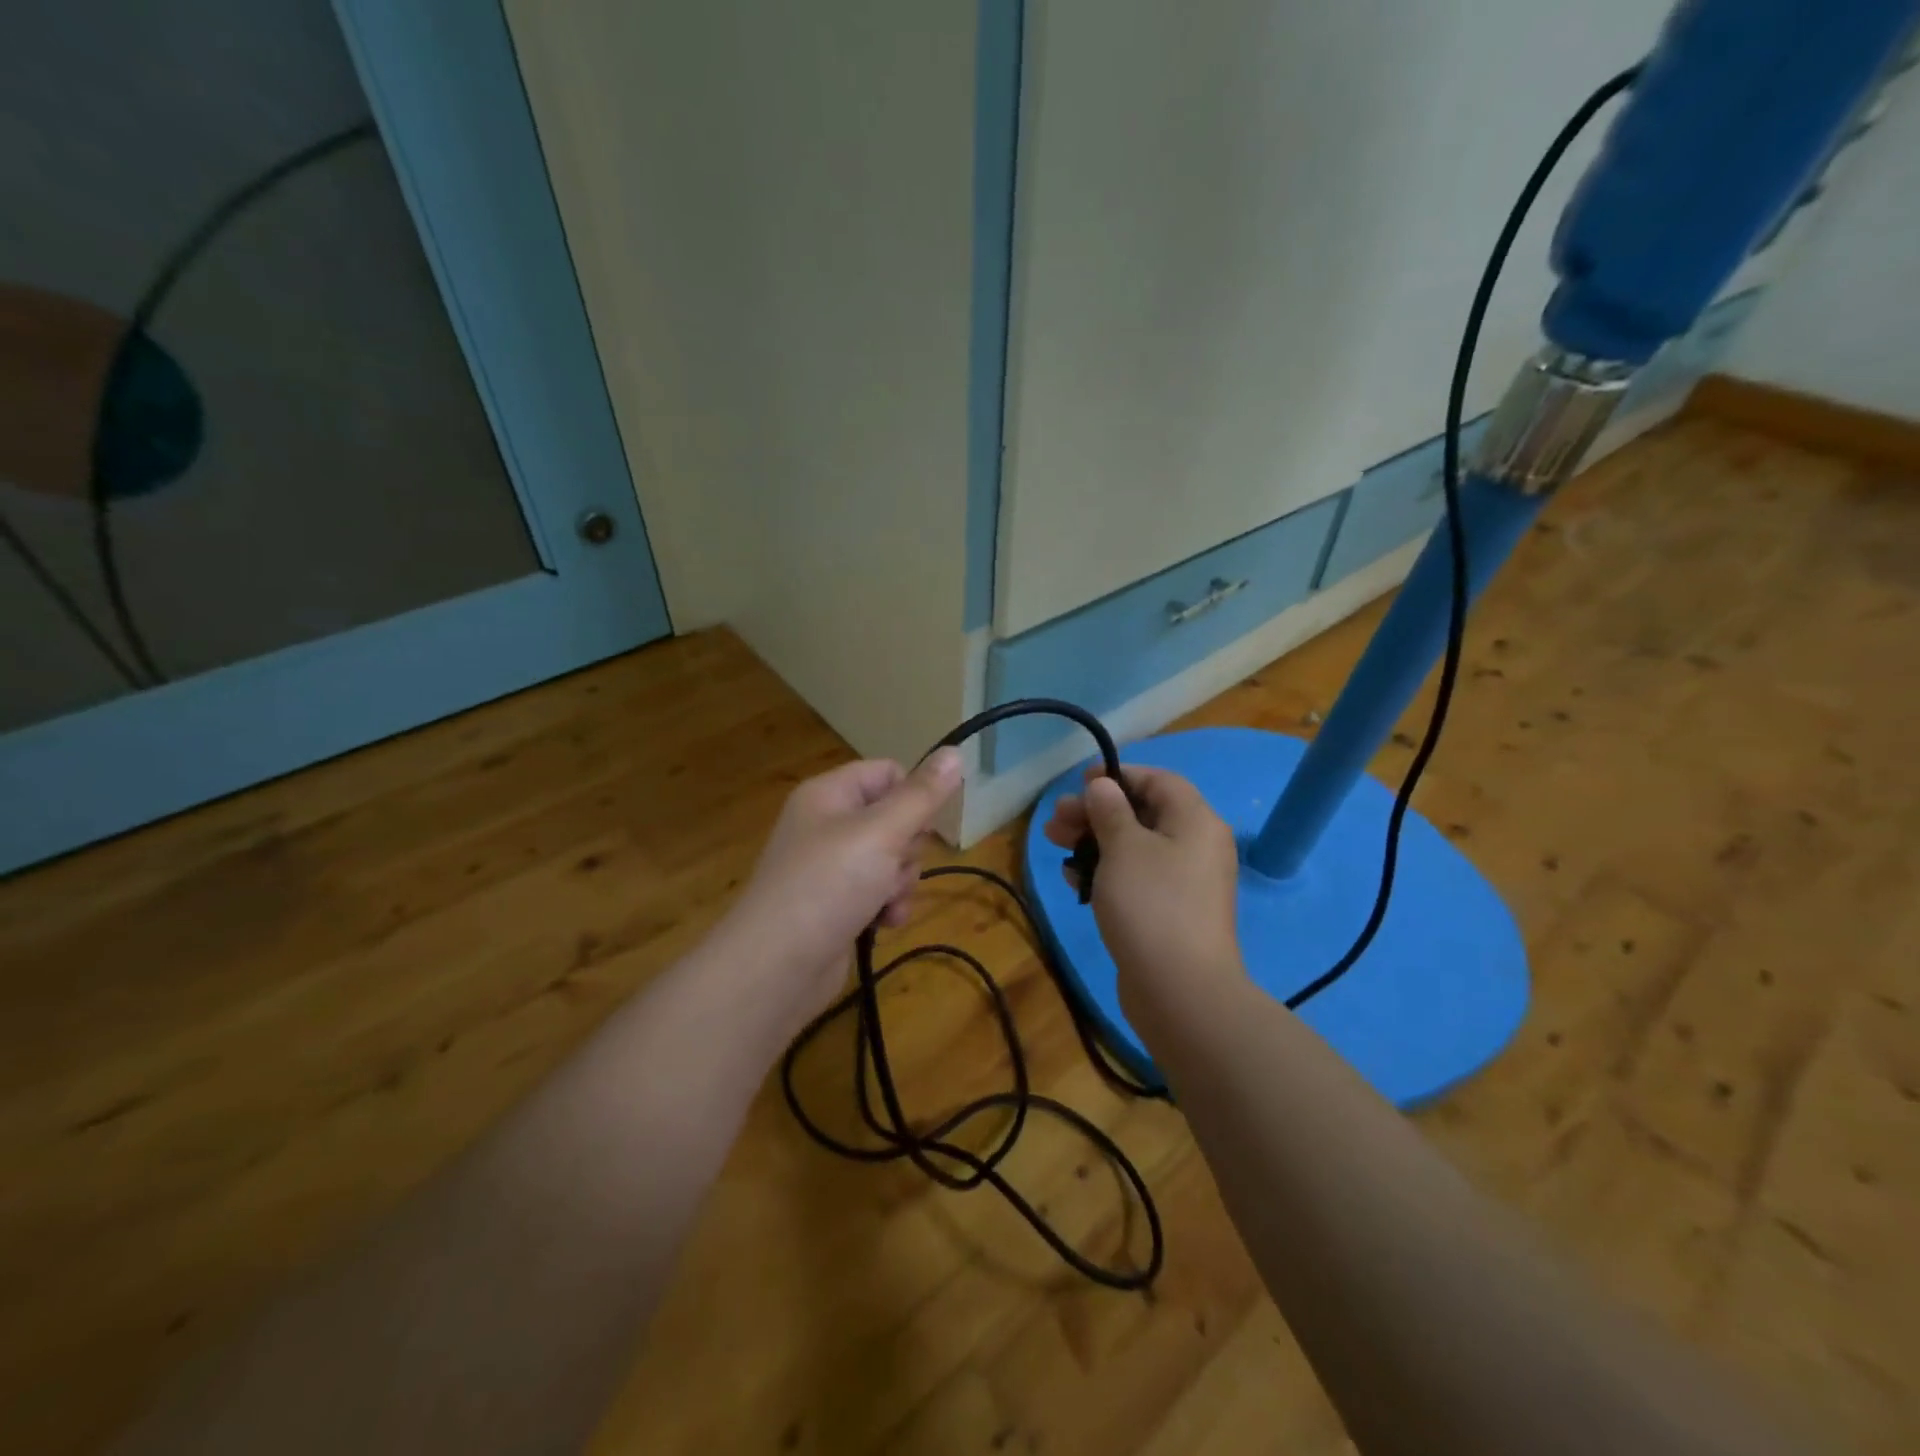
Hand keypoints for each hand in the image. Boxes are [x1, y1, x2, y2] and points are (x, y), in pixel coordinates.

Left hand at [724, 749, 962, 1033]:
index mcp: (829, 794)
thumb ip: (921, 796)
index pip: (888, 772)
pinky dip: (887, 906)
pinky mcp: (836, 904)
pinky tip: (883, 924)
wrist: (776, 968)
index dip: (913, 795)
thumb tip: (954, 751)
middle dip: (907, 849)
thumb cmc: (828, 885)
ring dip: (900, 882)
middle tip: (894, 868)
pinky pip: (878, 891)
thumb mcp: (881, 833)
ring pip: (891, 859)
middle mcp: (827, 824)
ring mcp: (831, 867)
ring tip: (885, 903)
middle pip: (895, 818)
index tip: (922, 825)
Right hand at [1043, 764, 1244, 1018]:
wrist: (1180, 991)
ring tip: (1054, 843)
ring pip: (1134, 847)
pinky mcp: (1169, 912)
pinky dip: (1105, 872)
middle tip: (1056, 820)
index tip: (1080, 785)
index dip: (1118, 776)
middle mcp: (1196, 846)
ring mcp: (1184, 882)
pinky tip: (1073, 878)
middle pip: (1142, 813)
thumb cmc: (1151, 904)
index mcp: (1195, 821)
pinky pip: (1135, 878)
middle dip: (1095, 812)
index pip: (1159, 780)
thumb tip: (1103, 786)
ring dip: (1093, 841)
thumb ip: (1110, 810)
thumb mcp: (1123, 847)